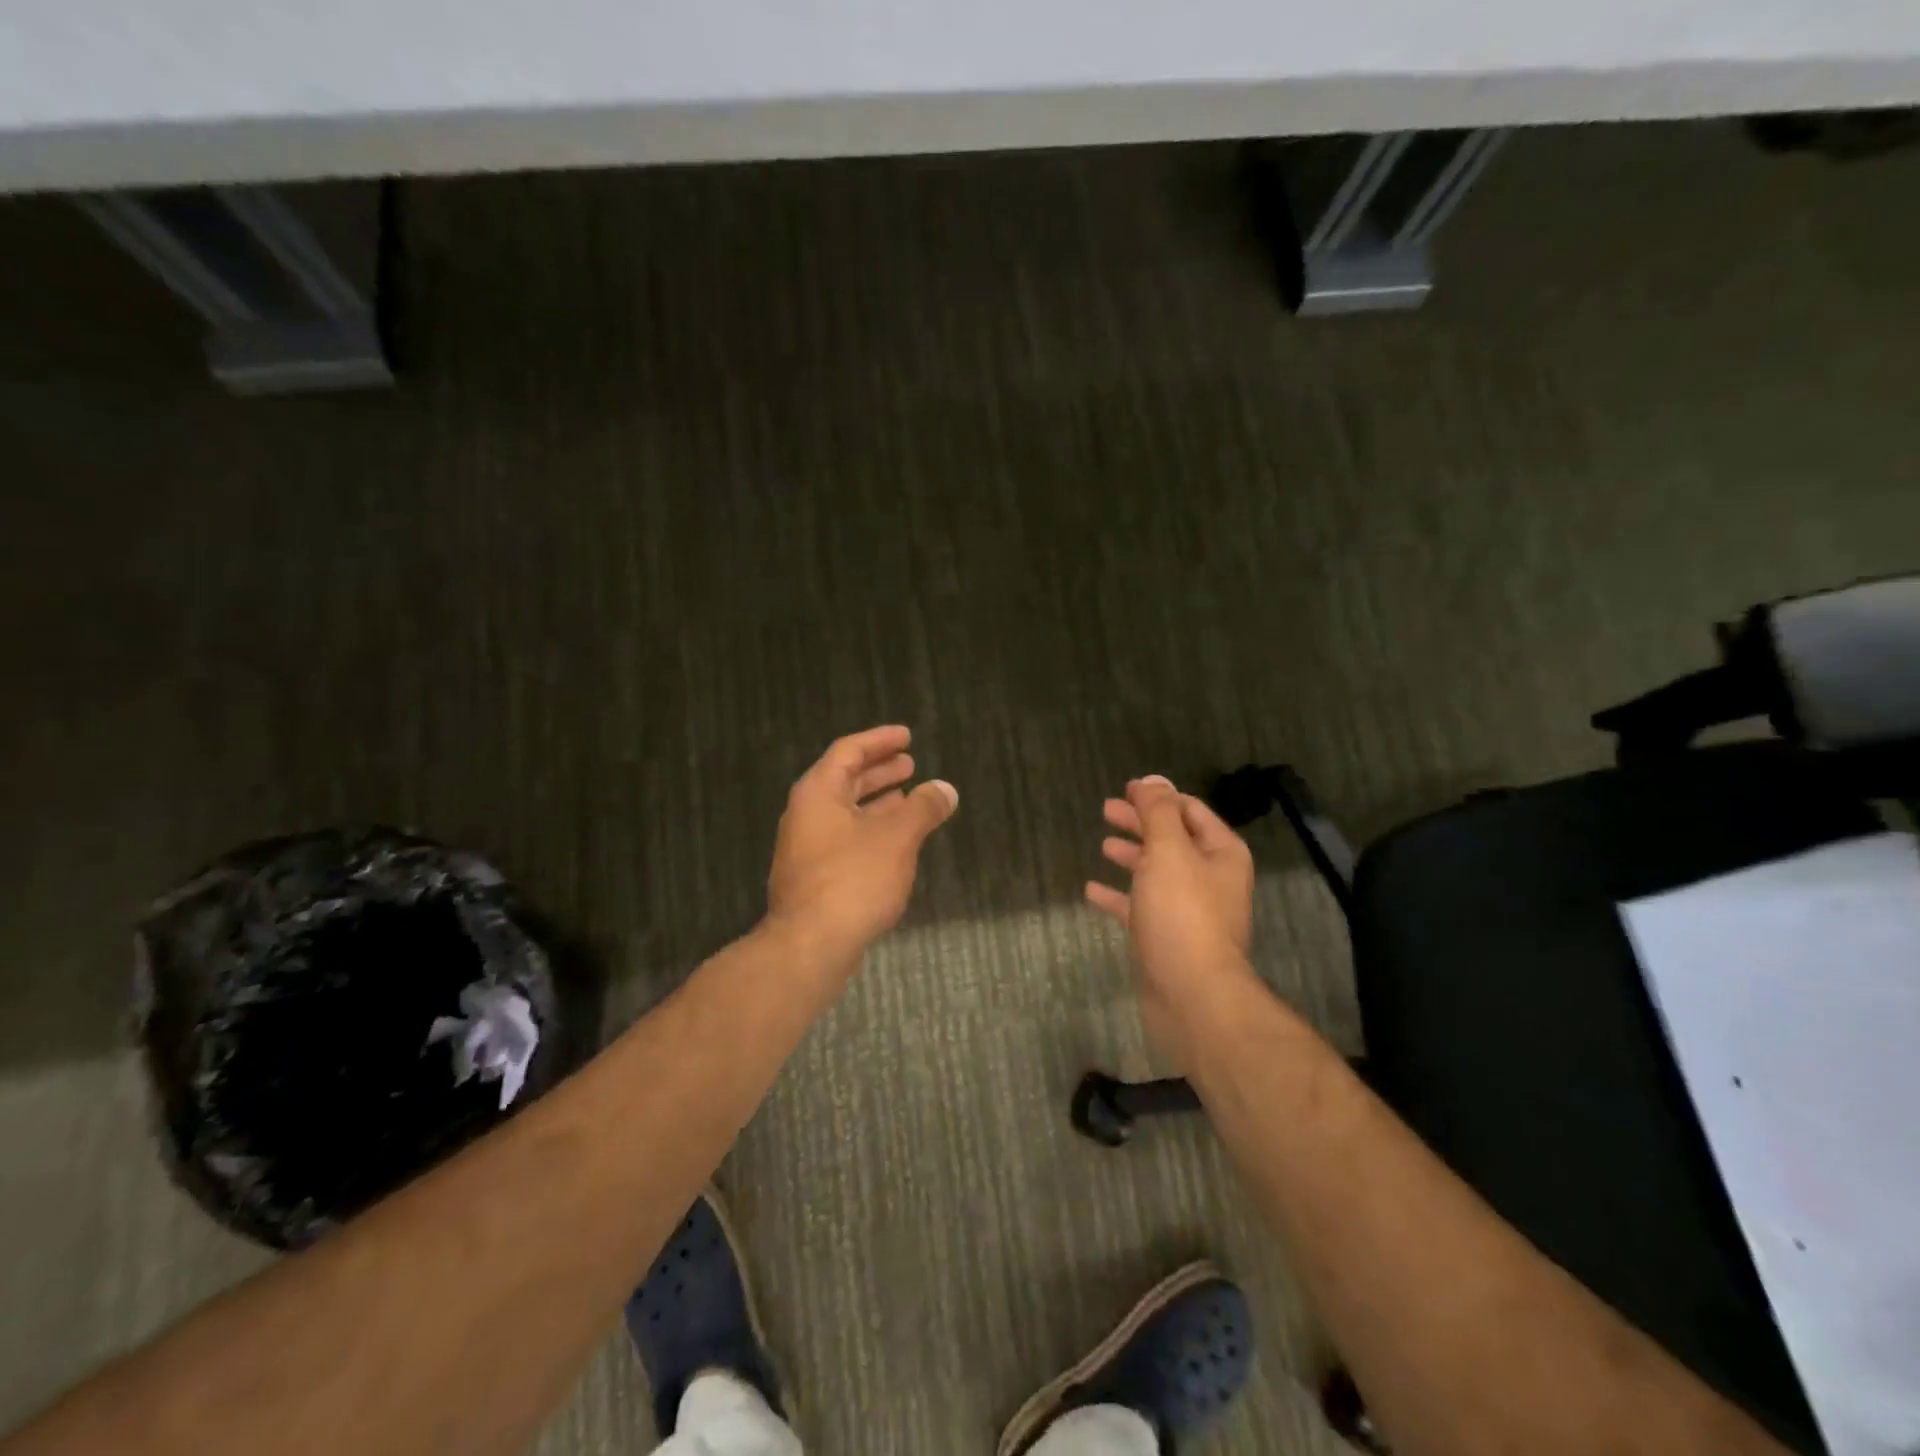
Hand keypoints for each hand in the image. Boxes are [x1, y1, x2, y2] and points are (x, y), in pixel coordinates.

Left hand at [766, 725, 957, 964]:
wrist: (810, 946)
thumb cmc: (853, 879)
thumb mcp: (897, 838)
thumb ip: (923, 808)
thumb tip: (946, 789)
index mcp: (818, 793)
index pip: (848, 751)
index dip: (879, 740)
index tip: (907, 736)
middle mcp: (807, 815)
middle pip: (845, 781)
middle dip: (879, 771)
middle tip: (910, 763)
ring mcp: (807, 848)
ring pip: (846, 813)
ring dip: (878, 803)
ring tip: (910, 798)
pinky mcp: (815, 878)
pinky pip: (846, 839)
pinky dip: (872, 830)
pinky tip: (896, 843)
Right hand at [1085, 775, 1256, 1063]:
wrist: (1192, 996)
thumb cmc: (1183, 914)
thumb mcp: (1168, 850)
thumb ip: (1158, 811)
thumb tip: (1152, 780)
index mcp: (1220, 853)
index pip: (1190, 811)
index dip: (1158, 797)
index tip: (1126, 788)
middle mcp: (1210, 879)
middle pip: (1171, 839)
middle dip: (1140, 823)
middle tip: (1106, 810)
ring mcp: (1189, 911)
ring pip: (1156, 873)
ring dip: (1131, 856)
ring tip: (1102, 844)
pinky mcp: (1167, 939)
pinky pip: (1140, 907)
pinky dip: (1118, 896)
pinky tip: (1091, 891)